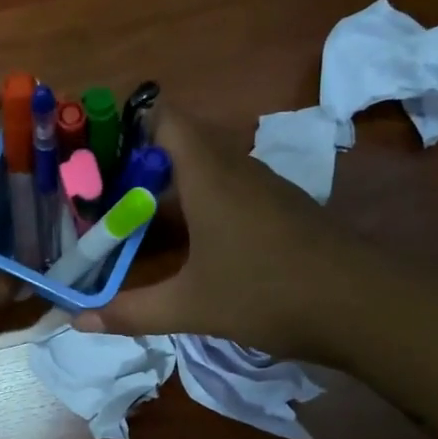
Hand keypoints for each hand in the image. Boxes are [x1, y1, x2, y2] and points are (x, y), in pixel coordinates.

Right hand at [77, 111, 347, 356]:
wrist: (361, 306)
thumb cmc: (267, 293)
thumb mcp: (190, 308)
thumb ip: (131, 311)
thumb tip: (77, 321)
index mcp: (209, 175)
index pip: (166, 117)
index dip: (129, 122)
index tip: (95, 148)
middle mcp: (236, 168)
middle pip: (182, 141)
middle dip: (140, 159)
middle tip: (101, 188)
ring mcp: (264, 187)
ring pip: (207, 166)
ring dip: (171, 182)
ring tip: (133, 212)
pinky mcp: (282, 209)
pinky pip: (229, 188)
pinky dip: (200, 201)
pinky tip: (187, 238)